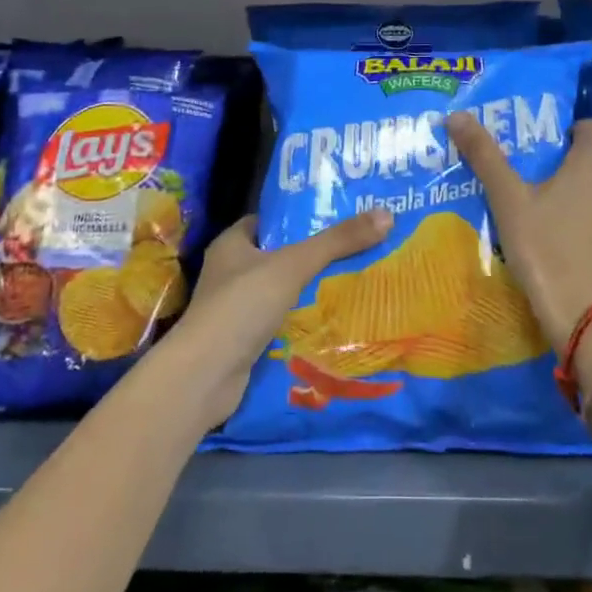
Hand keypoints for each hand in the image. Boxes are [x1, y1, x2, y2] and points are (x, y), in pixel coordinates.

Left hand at [160, 209, 392, 425]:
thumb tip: (386, 215)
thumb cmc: (242, 306)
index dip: (301, 216)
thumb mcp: (294, 265)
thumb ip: (337, 242)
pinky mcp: (244, 340)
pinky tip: (333, 319)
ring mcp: (235, 309)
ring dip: (310, 289)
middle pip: (279, 255)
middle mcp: (230, 272)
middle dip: (313, 254)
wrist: (205, 376)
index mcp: (232, 244)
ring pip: (281, 291)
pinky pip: (280, 321)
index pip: (270, 221)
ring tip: (354, 280)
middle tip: (356, 247)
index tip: (338, 215)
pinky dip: (302, 320)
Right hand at [447, 113, 591, 354]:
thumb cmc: (546, 252)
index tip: (552, 153)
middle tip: (555, 200)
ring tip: (574, 233)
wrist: (591, 323)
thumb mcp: (508, 203)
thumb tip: (456, 114)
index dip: (571, 136)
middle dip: (586, 177)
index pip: (590, 129)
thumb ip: (484, 156)